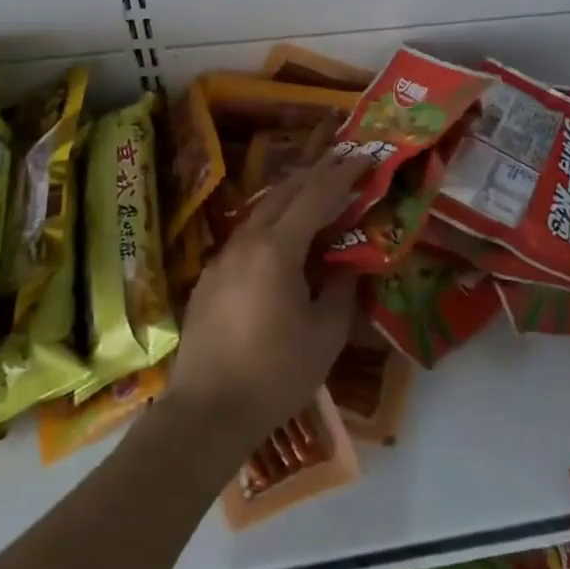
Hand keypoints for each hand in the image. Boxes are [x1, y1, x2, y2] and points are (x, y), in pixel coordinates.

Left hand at [166, 156, 363, 453]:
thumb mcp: (326, 335)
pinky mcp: (209, 277)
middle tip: (342, 161)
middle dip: (315, 172)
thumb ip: (342, 290)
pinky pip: (246, 235)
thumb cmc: (275, 374)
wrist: (205, 413)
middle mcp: (246, 242)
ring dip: (290, 195)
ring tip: (315, 191)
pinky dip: (271, 222)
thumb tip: (348, 265)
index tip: (364, 156)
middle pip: (284, 192)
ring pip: (261, 211)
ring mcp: (222, 258)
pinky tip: (280, 238)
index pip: (316, 196)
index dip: (343, 174)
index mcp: (277, 250)